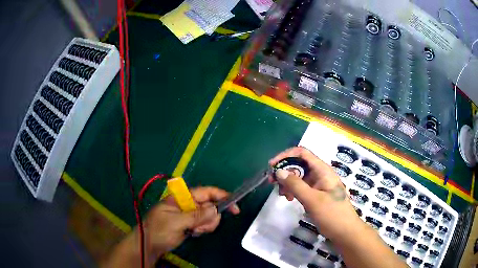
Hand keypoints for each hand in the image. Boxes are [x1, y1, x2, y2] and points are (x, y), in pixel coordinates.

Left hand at [144, 187, 239, 257]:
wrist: (149, 244)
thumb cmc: (159, 230)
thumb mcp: (176, 222)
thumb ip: (196, 215)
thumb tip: (216, 208)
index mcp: (183, 197)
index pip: (206, 192)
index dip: (222, 196)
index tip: (235, 207)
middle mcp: (188, 203)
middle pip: (211, 206)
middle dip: (210, 218)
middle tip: (199, 227)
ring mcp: (189, 214)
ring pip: (209, 216)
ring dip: (206, 225)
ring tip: (193, 231)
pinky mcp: (190, 223)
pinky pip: (204, 224)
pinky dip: (202, 229)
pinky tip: (192, 233)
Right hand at [269, 147, 361, 240]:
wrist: (345, 231)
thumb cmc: (332, 214)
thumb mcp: (312, 200)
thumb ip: (295, 185)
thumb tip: (279, 171)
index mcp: (323, 170)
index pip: (302, 153)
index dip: (286, 156)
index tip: (272, 166)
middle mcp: (321, 174)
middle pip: (299, 164)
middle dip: (285, 171)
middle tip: (273, 183)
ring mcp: (319, 184)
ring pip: (299, 176)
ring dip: (288, 183)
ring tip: (284, 196)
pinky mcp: (317, 194)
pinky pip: (302, 187)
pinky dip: (294, 190)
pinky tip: (290, 199)